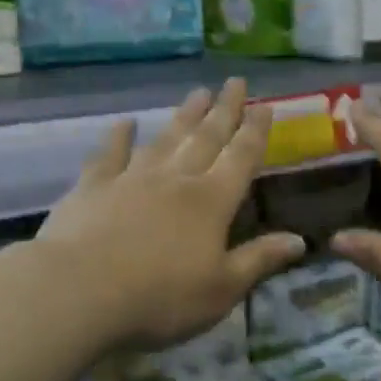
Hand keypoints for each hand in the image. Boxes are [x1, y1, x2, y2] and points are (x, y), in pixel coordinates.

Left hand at [38, 79, 305, 349]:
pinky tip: (124, 123)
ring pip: (165, 139)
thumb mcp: (222, 289)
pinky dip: (118, 137)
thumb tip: (299, 239)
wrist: (80, 292)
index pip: (241, 158)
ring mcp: (131, 178)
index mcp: (211, 202)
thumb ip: (259, 260)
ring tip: (197, 93)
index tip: (265, 106)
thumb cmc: (161, 297)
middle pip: (206, 138)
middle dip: (224, 110)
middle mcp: (176, 179)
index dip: (255, 132)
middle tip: (235, 83)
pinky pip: (109, 155)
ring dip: (183, 116)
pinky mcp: (92, 187)